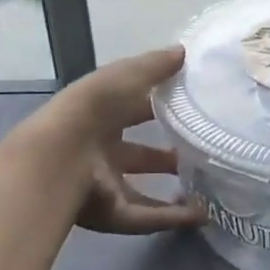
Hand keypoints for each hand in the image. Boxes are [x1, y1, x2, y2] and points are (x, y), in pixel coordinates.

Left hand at [41, 46, 206, 235]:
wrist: (61, 156)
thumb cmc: (94, 107)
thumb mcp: (127, 75)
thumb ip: (155, 65)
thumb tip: (184, 52)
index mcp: (101, 116)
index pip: (134, 110)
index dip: (159, 107)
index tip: (191, 107)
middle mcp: (101, 151)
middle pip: (138, 154)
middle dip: (167, 154)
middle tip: (200, 150)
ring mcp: (106, 185)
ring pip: (143, 189)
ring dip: (174, 190)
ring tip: (208, 187)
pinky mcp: (113, 214)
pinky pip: (148, 217)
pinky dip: (174, 218)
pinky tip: (201, 214)